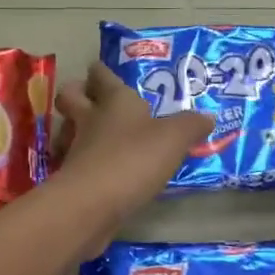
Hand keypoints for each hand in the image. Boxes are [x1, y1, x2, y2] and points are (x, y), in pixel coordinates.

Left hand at [53, 62, 212, 239]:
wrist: (92, 204)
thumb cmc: (133, 159)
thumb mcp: (174, 139)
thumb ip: (190, 126)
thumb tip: (207, 117)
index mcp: (115, 101)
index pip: (102, 75)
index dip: (102, 71)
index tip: (102, 70)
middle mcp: (90, 119)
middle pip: (71, 96)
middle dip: (77, 93)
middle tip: (90, 98)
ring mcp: (75, 149)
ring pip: (67, 129)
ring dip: (74, 128)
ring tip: (94, 136)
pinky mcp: (70, 178)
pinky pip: (73, 161)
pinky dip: (81, 162)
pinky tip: (97, 170)